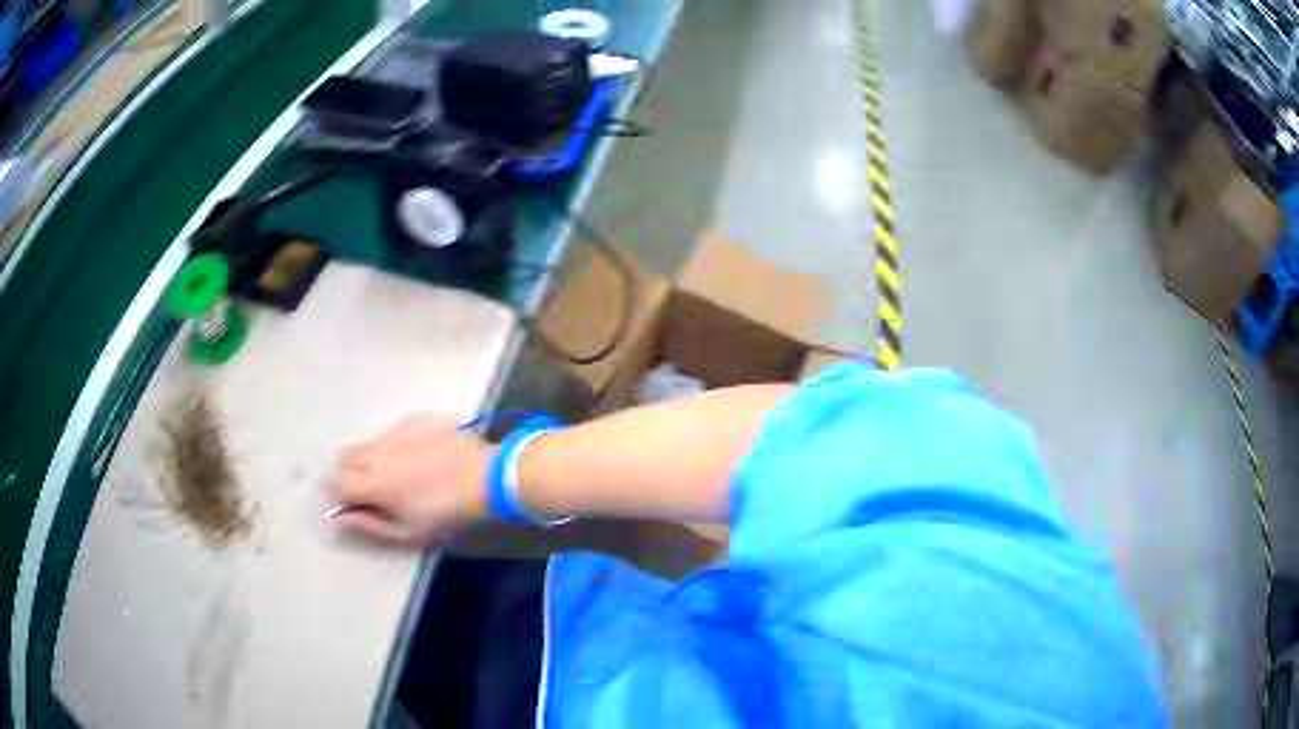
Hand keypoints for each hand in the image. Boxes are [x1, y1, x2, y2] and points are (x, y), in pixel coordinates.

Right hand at [332, 416, 491, 546]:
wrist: (485, 477)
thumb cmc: (446, 513)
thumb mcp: (408, 532)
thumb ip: (370, 524)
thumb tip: (340, 519)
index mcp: (373, 482)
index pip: (336, 482)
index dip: (339, 496)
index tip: (352, 506)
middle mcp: (377, 452)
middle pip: (345, 457)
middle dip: (349, 473)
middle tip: (371, 491)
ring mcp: (397, 432)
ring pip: (369, 443)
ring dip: (372, 459)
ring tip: (399, 476)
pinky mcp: (416, 420)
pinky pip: (394, 433)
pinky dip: (396, 446)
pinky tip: (419, 459)